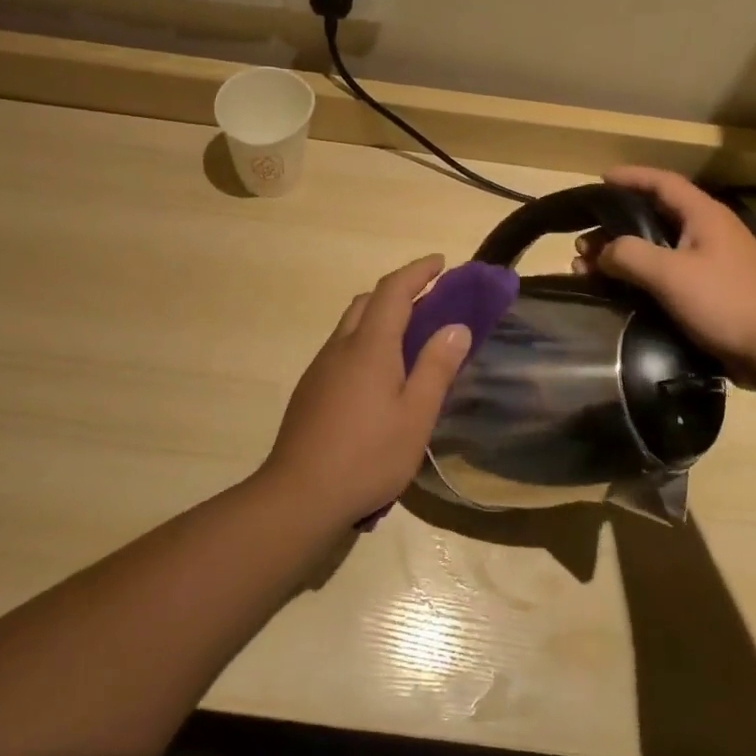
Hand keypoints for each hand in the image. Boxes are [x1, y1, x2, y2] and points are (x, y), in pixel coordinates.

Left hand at [257, 255, 472, 522]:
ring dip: (380, 318)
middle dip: (399, 292)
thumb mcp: (416, 416)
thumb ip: (436, 368)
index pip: (393, 291)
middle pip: (368, 302)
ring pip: (351, 326)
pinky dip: (365, 343)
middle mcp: (340, 347)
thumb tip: (456, 327)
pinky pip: (342, 350)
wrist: (300, 493)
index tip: (440, 263)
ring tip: (410, 340)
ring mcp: (320, 368)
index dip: (417, 271)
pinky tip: (379, 377)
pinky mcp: (310, 389)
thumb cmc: (368, 455)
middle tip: (430, 302)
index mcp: (369, 346)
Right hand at [574, 167, 755, 387]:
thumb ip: (629, 254)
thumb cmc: (727, 301)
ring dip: (622, 257)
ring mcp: (710, 265)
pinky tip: (618, 294)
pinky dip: (638, 280)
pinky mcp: (710, 294)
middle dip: (614, 227)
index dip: (630, 177)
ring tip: (588, 272)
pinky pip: (665, 277)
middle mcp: (707, 234)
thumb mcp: (671, 273)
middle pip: (653, 218)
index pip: (662, 183)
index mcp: (703, 216)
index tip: (599, 179)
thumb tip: (602, 251)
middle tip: (582, 243)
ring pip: (656, 251)